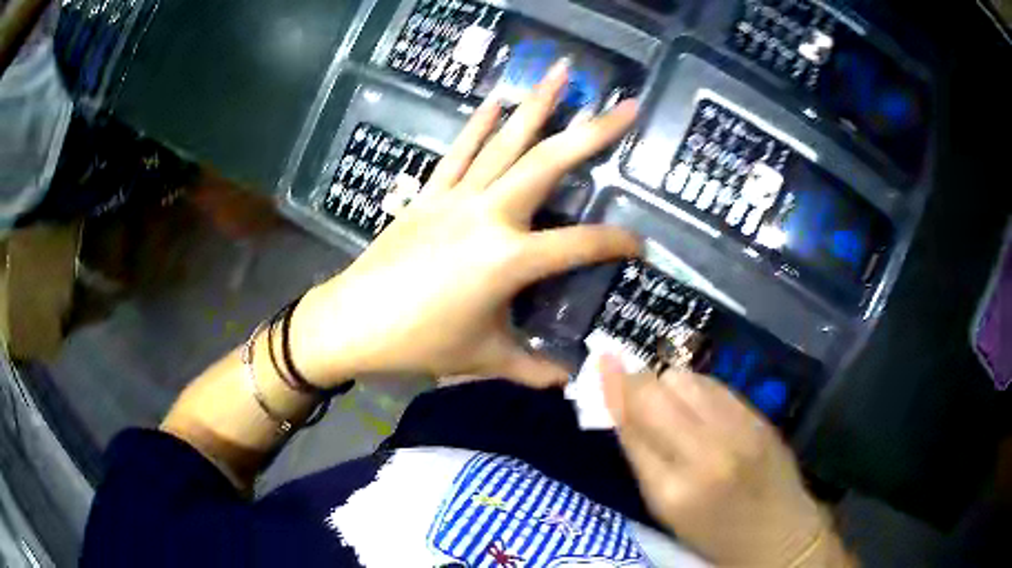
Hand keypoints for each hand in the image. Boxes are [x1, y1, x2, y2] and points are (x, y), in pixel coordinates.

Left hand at [292, 59, 640, 387]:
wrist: (354, 322)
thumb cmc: (420, 343)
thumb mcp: (484, 359)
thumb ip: (534, 371)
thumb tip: (570, 384)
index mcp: (508, 260)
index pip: (580, 245)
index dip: (617, 243)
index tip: (642, 245)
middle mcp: (489, 216)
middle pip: (549, 164)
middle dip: (593, 133)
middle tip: (627, 106)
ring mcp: (457, 198)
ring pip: (506, 142)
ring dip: (537, 104)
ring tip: (562, 71)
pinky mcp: (430, 194)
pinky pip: (459, 151)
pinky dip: (479, 123)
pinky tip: (497, 98)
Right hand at [601, 358, 841, 566]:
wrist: (778, 533)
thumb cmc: (711, 533)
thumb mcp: (664, 508)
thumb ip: (641, 454)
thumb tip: (617, 404)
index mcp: (672, 488)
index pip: (633, 421)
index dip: (613, 387)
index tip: (601, 362)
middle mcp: (707, 450)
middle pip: (657, 388)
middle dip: (638, 381)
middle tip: (633, 391)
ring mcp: (738, 427)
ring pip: (686, 377)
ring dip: (668, 384)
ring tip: (669, 404)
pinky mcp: (759, 415)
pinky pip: (714, 383)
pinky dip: (695, 387)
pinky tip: (697, 405)